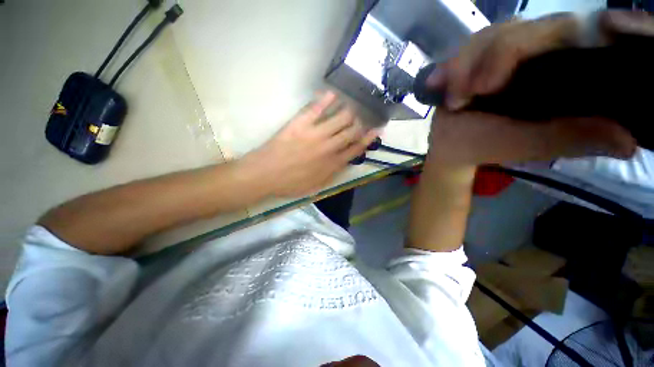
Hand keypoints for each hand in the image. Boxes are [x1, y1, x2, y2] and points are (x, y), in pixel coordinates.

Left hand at [242, 92, 378, 196]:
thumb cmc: (290, 184)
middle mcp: (329, 147)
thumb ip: (332, 174)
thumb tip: (345, 162)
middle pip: (351, 131)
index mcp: (332, 164)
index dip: (368, 139)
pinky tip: (333, 94)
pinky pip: (317, 108)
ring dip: (349, 111)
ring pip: (340, 118)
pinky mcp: (301, 124)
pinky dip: (326, 100)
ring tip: (352, 106)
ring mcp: (316, 134)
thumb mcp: (316, 186)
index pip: (356, 148)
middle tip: (364, 117)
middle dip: (360, 123)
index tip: (376, 130)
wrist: (266, 174)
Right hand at [423, 10, 653, 167]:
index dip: (537, 43)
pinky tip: (436, 83)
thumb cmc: (487, 145)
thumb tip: (629, 143)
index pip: (565, 33)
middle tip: (467, 95)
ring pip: (490, 34)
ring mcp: (504, 50)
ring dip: (464, 65)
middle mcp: (538, 51)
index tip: (491, 84)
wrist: (453, 144)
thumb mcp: (530, 145)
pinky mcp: (478, 55)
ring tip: (452, 99)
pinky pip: (466, 46)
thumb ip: (571, 139)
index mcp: (561, 70)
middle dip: (489, 60)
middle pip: (523, 28)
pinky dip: (450, 66)